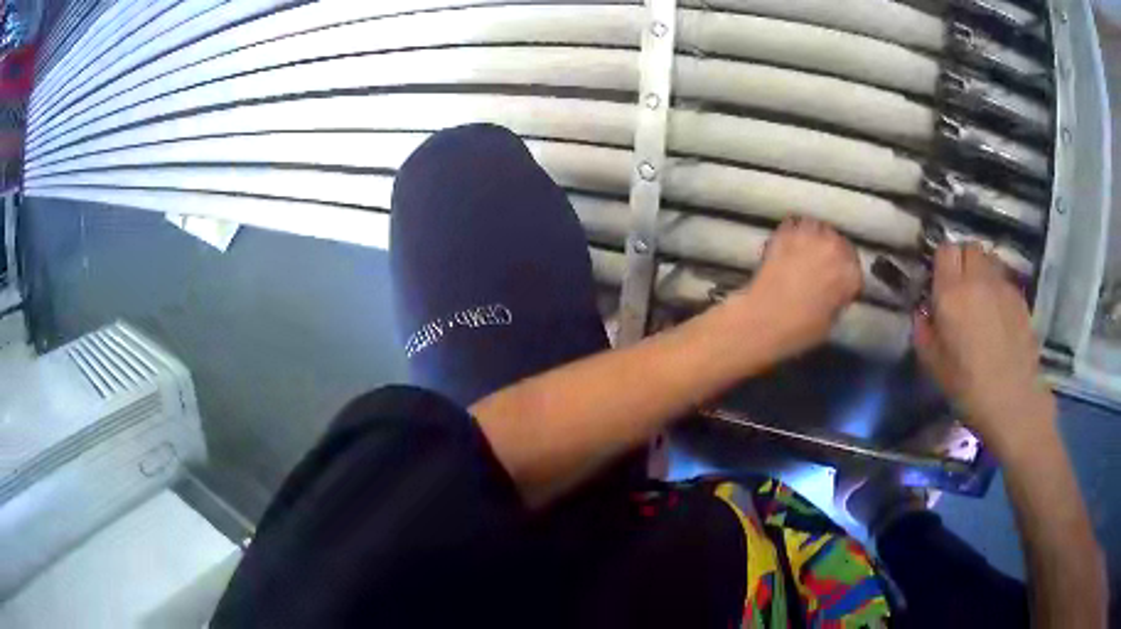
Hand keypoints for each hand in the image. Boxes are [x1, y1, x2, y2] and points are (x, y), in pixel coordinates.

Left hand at [729, 218, 862, 356]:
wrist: (763, 319)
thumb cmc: (800, 328)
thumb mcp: (832, 320)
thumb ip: (839, 297)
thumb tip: (837, 290)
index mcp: (849, 273)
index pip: (856, 269)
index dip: (848, 278)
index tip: (841, 285)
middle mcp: (834, 248)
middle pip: (840, 244)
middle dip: (835, 254)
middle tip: (825, 267)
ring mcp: (809, 236)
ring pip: (818, 228)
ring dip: (816, 238)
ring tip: (808, 251)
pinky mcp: (784, 233)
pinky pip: (794, 225)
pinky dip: (794, 232)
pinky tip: (790, 245)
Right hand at [915, 244, 1056, 454]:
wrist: (1013, 401)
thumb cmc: (968, 388)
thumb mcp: (935, 366)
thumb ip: (924, 332)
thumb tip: (923, 314)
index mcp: (952, 293)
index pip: (945, 250)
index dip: (941, 262)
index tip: (939, 282)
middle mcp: (978, 280)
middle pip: (969, 247)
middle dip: (963, 260)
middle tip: (960, 287)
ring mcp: (1002, 286)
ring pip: (989, 260)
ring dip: (982, 271)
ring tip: (981, 298)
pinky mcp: (1020, 299)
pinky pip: (1004, 280)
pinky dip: (998, 289)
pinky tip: (999, 317)